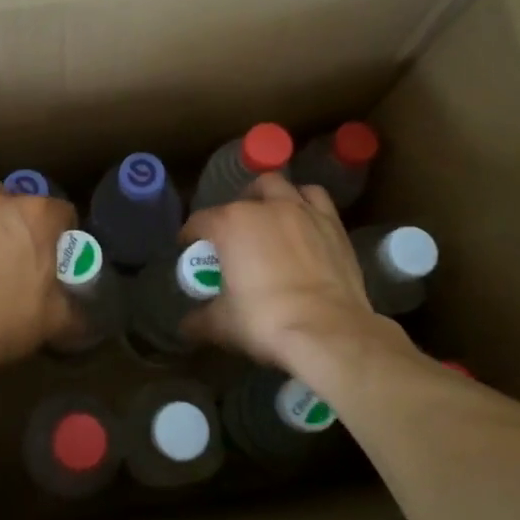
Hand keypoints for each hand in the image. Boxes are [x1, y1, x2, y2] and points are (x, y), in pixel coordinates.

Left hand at [0, 182, 77, 372]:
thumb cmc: (10, 316)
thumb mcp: (57, 320)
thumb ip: (76, 312)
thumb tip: (84, 321)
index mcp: (40, 217)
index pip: (64, 212)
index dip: (66, 232)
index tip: (61, 254)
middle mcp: (6, 202)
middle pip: (26, 201)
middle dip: (29, 220)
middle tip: (27, 250)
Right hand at [182, 174, 392, 372]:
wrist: (328, 332)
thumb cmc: (266, 321)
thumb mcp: (222, 324)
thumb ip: (199, 320)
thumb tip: (186, 326)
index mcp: (230, 224)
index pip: (200, 221)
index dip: (190, 235)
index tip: (189, 248)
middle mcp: (265, 207)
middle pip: (243, 196)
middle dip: (235, 209)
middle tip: (234, 234)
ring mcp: (302, 211)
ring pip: (281, 187)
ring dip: (271, 198)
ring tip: (269, 219)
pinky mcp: (333, 223)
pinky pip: (316, 199)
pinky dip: (305, 204)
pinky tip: (303, 223)